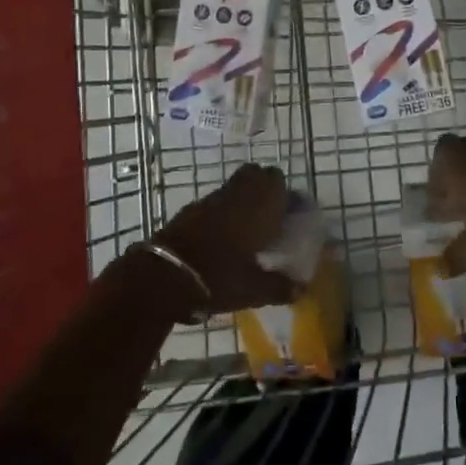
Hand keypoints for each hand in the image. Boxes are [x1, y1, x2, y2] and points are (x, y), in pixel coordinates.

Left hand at [153, 164, 297, 315]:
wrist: (165, 275)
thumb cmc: (218, 277)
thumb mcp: (253, 290)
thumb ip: (279, 287)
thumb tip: (300, 289)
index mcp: (259, 207)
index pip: (277, 180)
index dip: (285, 193)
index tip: (289, 214)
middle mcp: (237, 195)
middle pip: (255, 174)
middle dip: (265, 188)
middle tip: (269, 216)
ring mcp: (211, 198)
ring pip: (235, 185)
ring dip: (243, 198)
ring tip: (247, 228)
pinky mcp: (191, 208)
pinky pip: (216, 200)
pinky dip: (223, 210)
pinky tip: (222, 236)